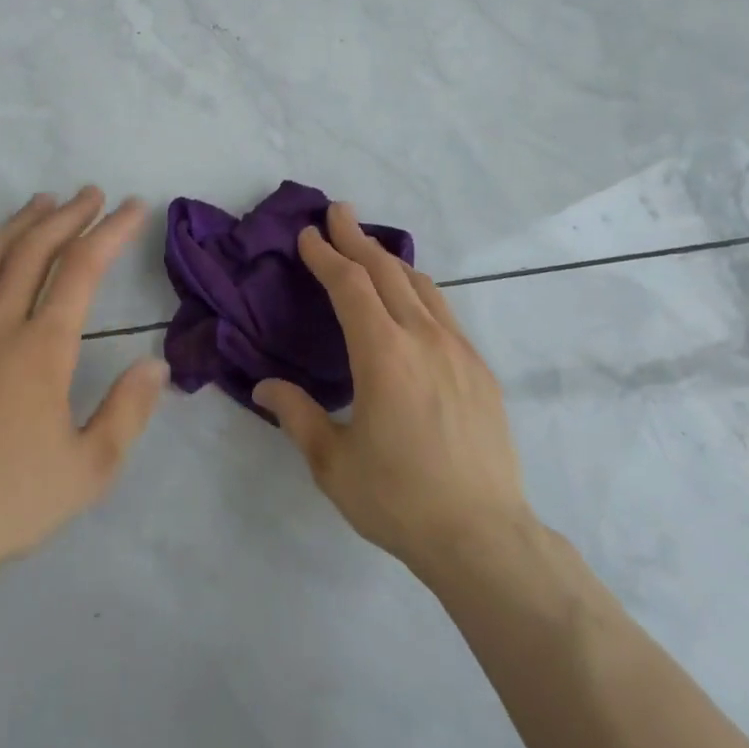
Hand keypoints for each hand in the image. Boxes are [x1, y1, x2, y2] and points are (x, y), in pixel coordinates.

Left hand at [0, 188, 167, 585]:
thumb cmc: (12, 501)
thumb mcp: (90, 467)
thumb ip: (128, 411)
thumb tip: (156, 364)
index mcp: (43, 349)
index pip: (83, 269)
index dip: (112, 231)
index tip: (133, 208)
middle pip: (34, 250)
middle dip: (67, 215)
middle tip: (91, 194)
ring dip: (18, 223)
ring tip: (42, 203)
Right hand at [256, 203, 531, 578]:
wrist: (483, 535)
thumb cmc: (398, 499)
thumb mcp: (333, 462)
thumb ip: (297, 416)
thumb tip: (265, 386)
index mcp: (383, 355)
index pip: (351, 286)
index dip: (327, 256)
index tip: (309, 234)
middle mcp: (424, 339)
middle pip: (387, 272)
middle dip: (357, 239)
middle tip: (338, 212)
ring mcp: (459, 351)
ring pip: (421, 286)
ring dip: (391, 260)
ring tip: (370, 247)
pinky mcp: (480, 370)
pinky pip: (444, 312)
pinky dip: (419, 290)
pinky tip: (412, 300)